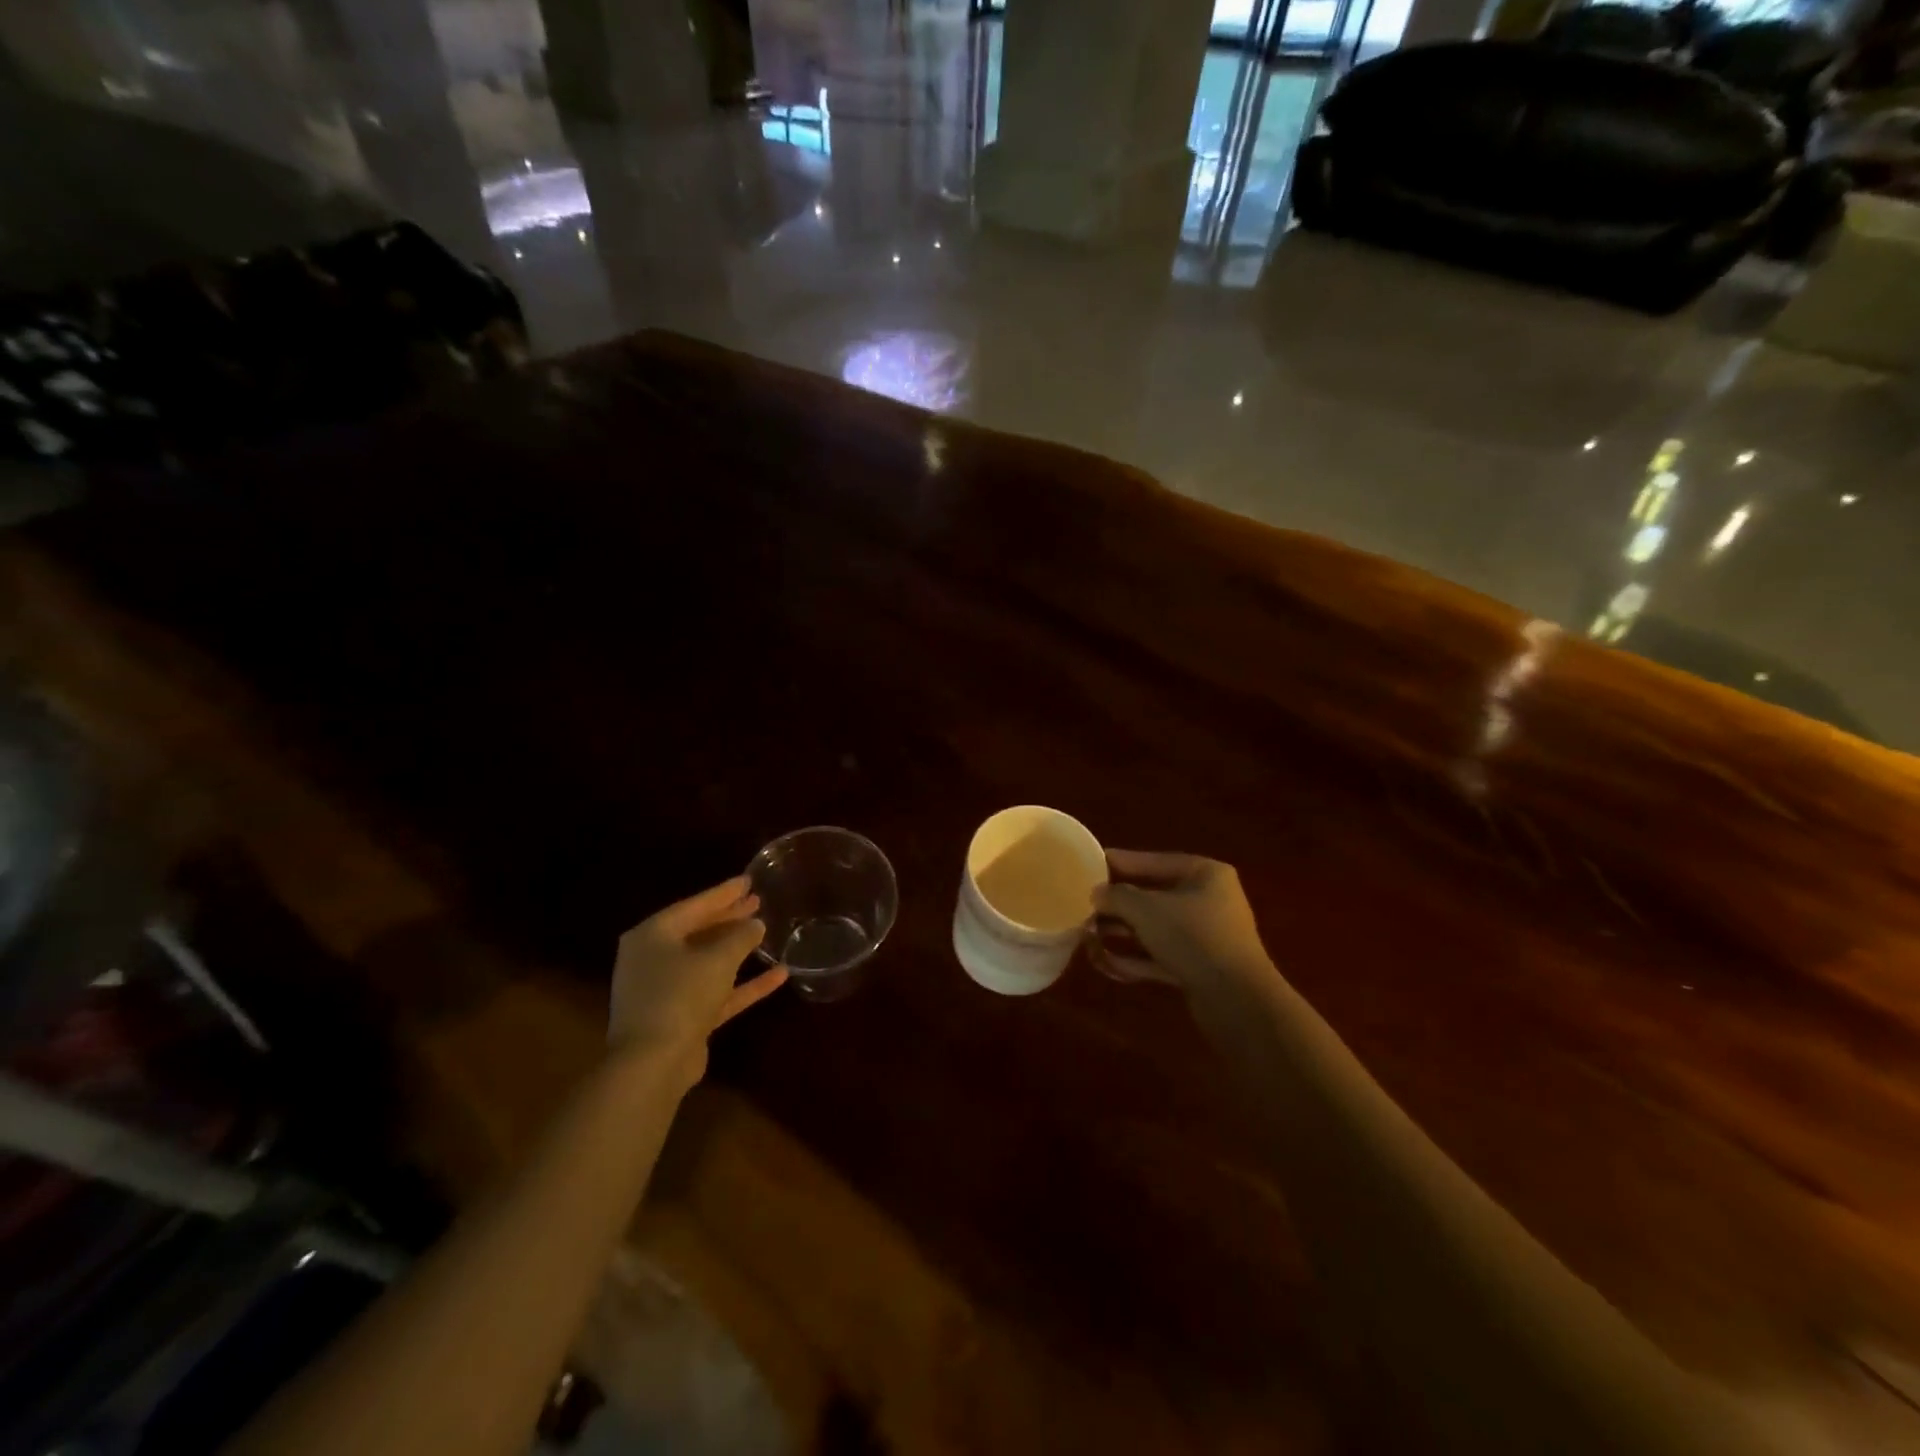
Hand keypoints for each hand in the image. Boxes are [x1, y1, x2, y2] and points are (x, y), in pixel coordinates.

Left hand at [609, 877, 787, 1083]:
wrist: (653, 1063)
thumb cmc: (680, 995)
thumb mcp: (717, 959)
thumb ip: (740, 936)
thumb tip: (756, 924)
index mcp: (652, 936)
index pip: (694, 905)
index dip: (724, 893)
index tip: (749, 880)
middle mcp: (653, 959)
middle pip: (698, 931)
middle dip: (729, 918)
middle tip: (756, 901)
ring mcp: (666, 991)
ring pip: (707, 962)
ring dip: (736, 950)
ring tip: (765, 931)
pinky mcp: (682, 1018)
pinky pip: (716, 993)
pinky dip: (743, 984)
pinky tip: (779, 975)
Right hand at [1090, 851, 1273, 991]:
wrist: (1237, 1000)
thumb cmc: (1193, 937)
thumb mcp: (1146, 910)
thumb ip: (1116, 897)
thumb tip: (1097, 893)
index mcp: (1204, 874)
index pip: (1154, 861)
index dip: (1121, 862)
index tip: (1091, 862)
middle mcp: (1208, 900)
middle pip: (1153, 895)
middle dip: (1118, 903)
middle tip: (1084, 904)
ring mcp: (1206, 936)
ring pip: (1155, 927)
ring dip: (1122, 932)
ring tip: (1087, 934)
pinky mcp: (1200, 968)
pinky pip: (1160, 955)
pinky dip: (1135, 957)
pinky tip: (1105, 962)